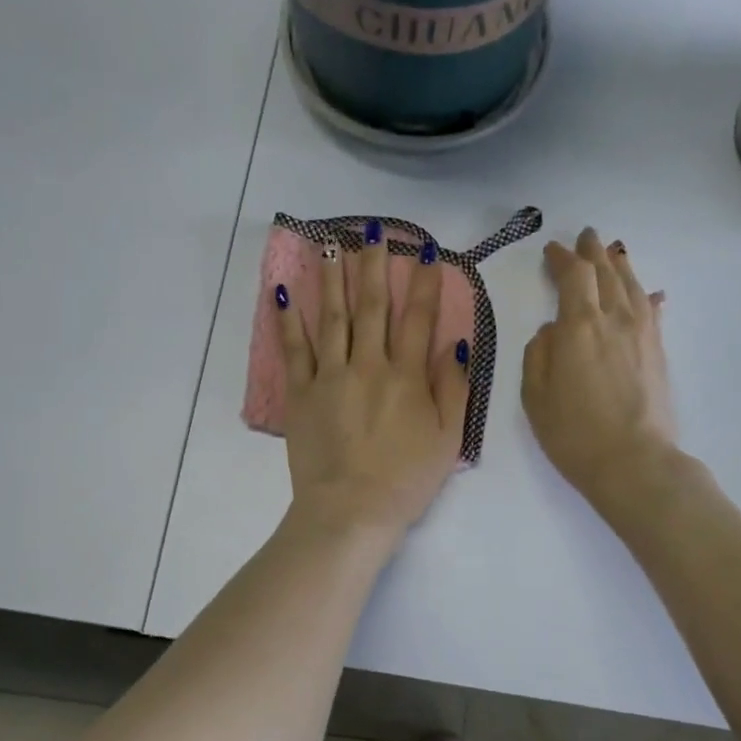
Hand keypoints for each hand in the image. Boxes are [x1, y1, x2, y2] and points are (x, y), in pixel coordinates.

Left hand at [279, 227, 469, 537]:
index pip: (419, 318)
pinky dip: (288, 320)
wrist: (351, 511)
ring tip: (331, 244)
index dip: (424, 283)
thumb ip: (454, 388)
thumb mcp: (448, 440)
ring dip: (333, 278)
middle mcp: (368, 365)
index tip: (426, 252)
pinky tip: (283, 292)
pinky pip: (294, 350)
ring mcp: (330, 377)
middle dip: (374, 265)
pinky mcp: (301, 395)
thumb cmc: (406, 480)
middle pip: (372, 306)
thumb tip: (457, 343)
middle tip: (373, 230)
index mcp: (407, 377)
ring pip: (332, 317)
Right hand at [522, 228, 678, 507]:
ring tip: (613, 253)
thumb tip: (552, 330)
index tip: (552, 250)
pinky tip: (649, 293)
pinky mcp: (658, 351)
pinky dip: (646, 296)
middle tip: (586, 237)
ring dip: (620, 265)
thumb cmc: (573, 433)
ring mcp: (642, 333)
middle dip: (593, 252)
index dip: (562, 258)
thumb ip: (538, 353)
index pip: (574, 275)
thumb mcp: (535, 395)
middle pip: (606, 272)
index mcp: (579, 326)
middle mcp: (614, 318)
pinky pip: (652, 310)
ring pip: (632, 285)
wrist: (633, 462)